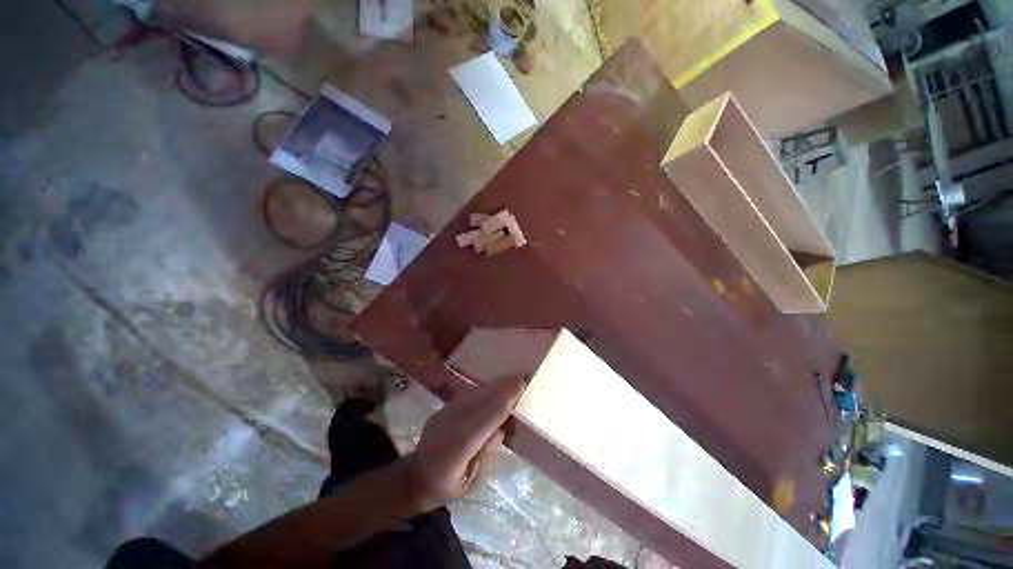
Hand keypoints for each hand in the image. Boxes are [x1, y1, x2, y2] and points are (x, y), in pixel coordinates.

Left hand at [409, 376, 526, 506]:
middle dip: (501, 389)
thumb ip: (486, 453)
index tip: (519, 389)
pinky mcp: (443, 408)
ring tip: (511, 380)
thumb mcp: (472, 481)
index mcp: (455, 451)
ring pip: (472, 394)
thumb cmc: (448, 486)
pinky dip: (483, 389)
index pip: (483, 421)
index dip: (502, 403)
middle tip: (521, 378)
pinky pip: (466, 395)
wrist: (417, 476)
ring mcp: (443, 414)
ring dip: (493, 386)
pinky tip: (494, 386)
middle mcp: (448, 426)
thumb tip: (500, 428)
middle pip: (479, 402)